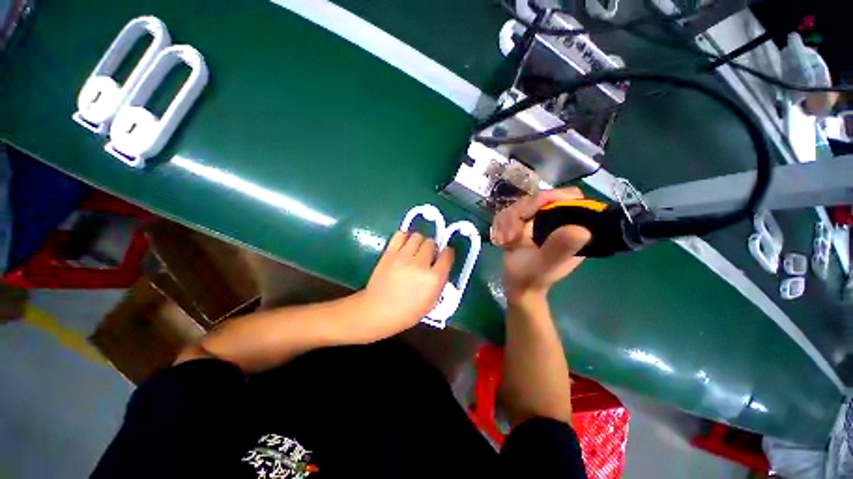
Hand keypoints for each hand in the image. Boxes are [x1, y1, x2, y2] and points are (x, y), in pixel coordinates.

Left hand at [353, 231, 453, 341]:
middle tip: (428, 256)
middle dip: (432, 248)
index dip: (447, 253)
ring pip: (417, 236)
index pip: (447, 255)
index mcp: (434, 278)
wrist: (378, 311)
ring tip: (416, 250)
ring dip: (420, 242)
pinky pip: (400, 235)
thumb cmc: (407, 313)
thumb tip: (441, 266)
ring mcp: (403, 257)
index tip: (445, 255)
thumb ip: (439, 282)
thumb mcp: (432, 303)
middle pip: (431, 243)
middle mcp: (420, 264)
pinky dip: (405, 237)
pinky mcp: (389, 253)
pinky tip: (405, 245)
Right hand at [491, 188, 591, 302]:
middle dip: (518, 215)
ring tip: (504, 242)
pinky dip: (499, 225)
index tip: (528, 214)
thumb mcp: (546, 263)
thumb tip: (582, 230)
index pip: (568, 197)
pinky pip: (507, 213)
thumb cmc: (532, 277)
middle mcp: (556, 219)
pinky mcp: (522, 223)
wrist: (516, 286)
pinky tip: (500, 241)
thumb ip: (560, 247)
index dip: (549, 198)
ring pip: (519, 205)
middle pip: (536, 199)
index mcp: (571, 226)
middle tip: (510, 237)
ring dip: (506, 223)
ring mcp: (537, 220)